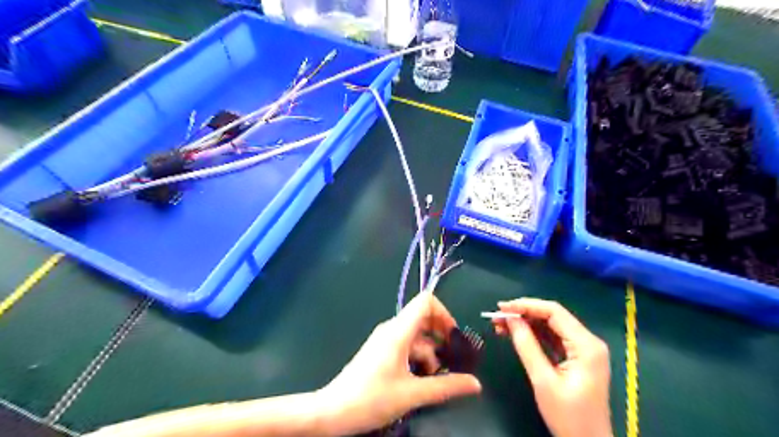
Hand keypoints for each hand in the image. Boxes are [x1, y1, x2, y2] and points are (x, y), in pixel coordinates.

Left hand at [317, 292, 481, 434]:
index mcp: (398, 331)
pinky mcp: (381, 351)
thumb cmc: (371, 398)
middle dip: (441, 336)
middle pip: (423, 319)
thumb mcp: (413, 393)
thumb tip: (476, 383)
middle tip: (452, 359)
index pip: (425, 302)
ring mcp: (385, 340)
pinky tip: (422, 380)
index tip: (454, 337)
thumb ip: (446, 387)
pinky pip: (406, 346)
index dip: (444, 313)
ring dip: (430, 353)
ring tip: (437, 378)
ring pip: (416, 336)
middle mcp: (392, 330)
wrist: (333, 411)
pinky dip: (418, 358)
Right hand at [492, 299, 613, 436]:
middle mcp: (588, 341)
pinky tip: (515, 334)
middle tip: (497, 316)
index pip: (554, 312)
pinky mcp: (577, 357)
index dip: (526, 306)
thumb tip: (510, 319)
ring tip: (500, 325)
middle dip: (523, 314)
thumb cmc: (568, 416)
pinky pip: (552, 338)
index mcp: (586, 345)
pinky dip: (533, 334)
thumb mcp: (543, 380)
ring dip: (526, 323)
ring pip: (550, 326)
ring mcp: (583, 349)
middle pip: (552, 316)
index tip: (502, 308)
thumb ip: (526, 345)